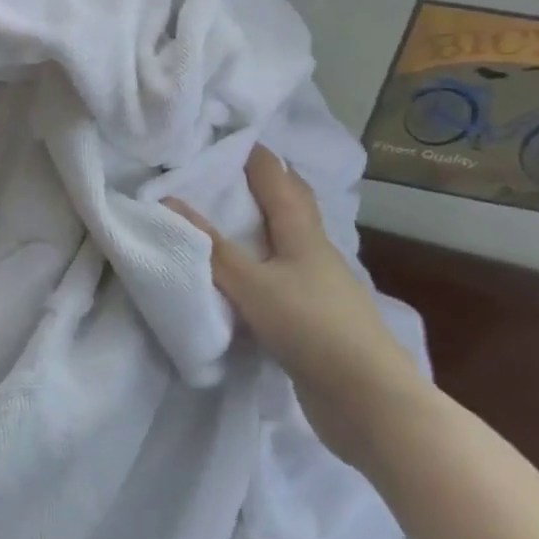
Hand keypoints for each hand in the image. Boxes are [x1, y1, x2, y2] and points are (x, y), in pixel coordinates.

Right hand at [166, 147, 430, 460]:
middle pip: (290, 202)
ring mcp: (319, 284)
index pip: (275, 176)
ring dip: (261, 223)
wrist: (371, 402)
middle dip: (262, 181)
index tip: (221, 135)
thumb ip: (211, 247)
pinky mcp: (316, 317)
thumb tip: (167, 201)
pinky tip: (245, 273)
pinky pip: (282, 275)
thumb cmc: (311, 328)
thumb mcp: (252, 285)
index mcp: (301, 230)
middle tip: (223, 169)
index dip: (252, 153)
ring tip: (226, 215)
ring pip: (286, 239)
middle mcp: (313, 249)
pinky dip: (262, 262)